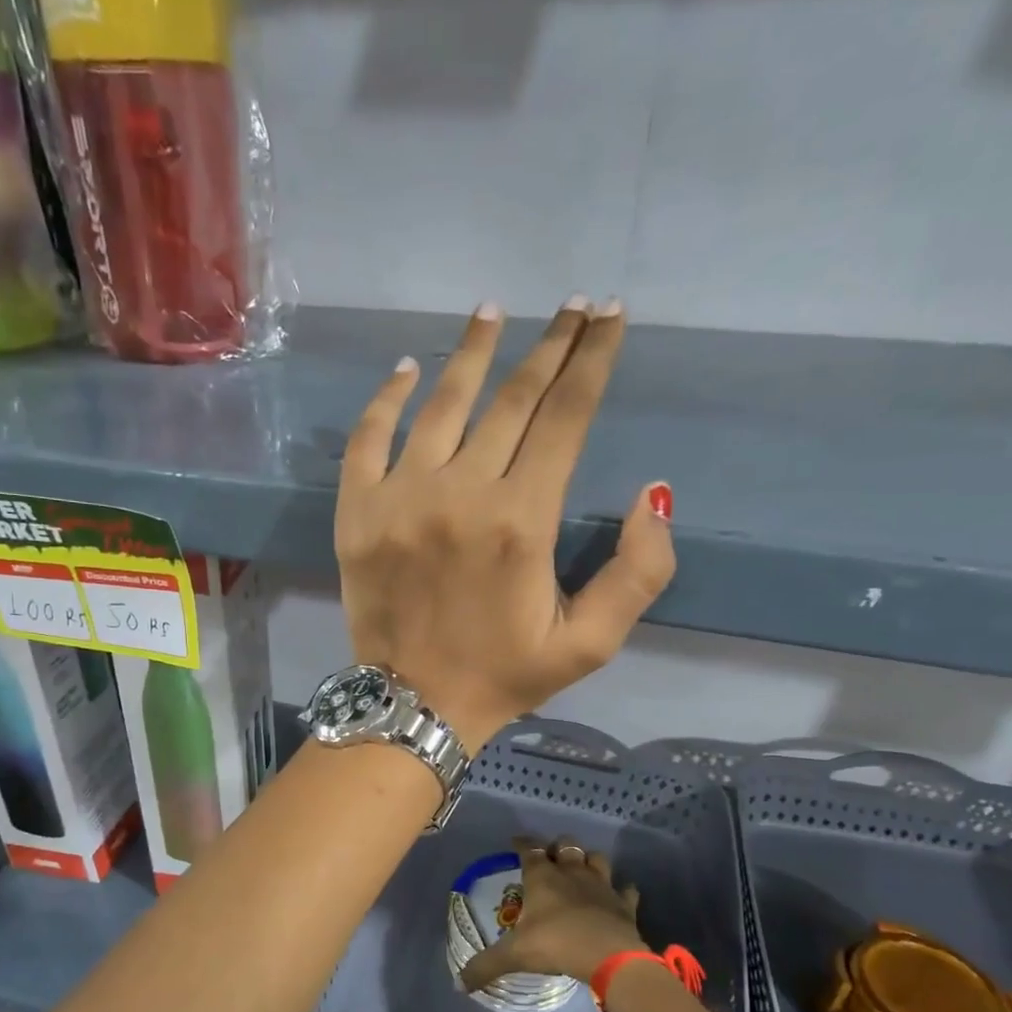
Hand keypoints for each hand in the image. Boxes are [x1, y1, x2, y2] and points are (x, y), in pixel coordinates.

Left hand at [335, 298, 675, 751]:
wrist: (413, 706)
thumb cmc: (504, 676)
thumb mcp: (590, 643)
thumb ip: (638, 571)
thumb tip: (654, 492)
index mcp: (522, 521)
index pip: (566, 418)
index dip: (593, 360)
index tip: (608, 317)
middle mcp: (461, 494)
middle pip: (512, 399)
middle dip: (549, 346)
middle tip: (571, 305)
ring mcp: (400, 498)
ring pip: (442, 404)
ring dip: (473, 352)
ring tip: (493, 312)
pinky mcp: (357, 512)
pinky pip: (368, 438)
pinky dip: (388, 398)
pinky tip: (409, 368)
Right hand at [459, 836, 643, 991]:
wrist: (608, 956)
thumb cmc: (555, 944)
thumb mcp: (514, 955)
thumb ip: (485, 966)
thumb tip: (459, 984)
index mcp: (542, 877)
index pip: (529, 849)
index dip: (522, 843)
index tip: (516, 842)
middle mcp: (571, 872)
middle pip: (566, 845)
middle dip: (557, 847)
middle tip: (551, 858)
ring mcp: (601, 885)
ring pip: (597, 858)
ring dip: (589, 861)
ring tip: (582, 870)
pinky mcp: (623, 903)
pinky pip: (626, 890)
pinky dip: (621, 891)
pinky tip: (617, 896)